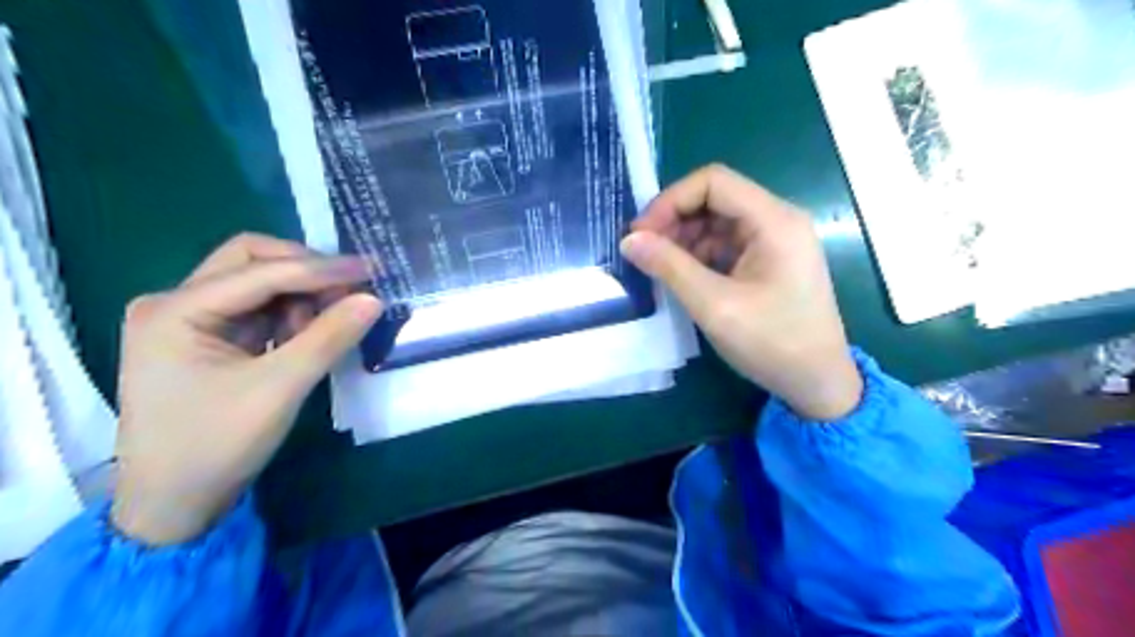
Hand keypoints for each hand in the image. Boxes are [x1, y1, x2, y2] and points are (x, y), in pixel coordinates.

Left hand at [112, 237, 382, 543]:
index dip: (319, 269)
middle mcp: (174, 304)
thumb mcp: (280, 389)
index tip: (370, 269)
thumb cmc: (216, 446)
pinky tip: (310, 335)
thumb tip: (373, 299)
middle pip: (250, 262)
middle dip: (305, 271)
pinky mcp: (207, 340)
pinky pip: (257, 310)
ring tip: (332, 320)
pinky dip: (290, 315)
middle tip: (352, 287)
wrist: (173, 505)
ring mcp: (188, 321)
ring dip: (300, 295)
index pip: (259, 271)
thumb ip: (328, 338)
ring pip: (257, 284)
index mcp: (174, 311)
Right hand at [621, 166, 861, 419]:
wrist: (817, 383)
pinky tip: (681, 277)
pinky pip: (726, 244)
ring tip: (658, 268)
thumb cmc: (772, 343)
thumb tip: (629, 240)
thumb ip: (669, 267)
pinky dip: (699, 256)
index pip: (713, 182)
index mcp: (774, 221)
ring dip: (684, 239)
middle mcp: (777, 220)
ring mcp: (774, 241)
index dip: (671, 200)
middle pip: (715, 199)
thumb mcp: (714, 305)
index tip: (642, 233)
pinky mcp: (768, 261)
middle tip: (644, 252)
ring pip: (717, 222)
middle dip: (674, 220)